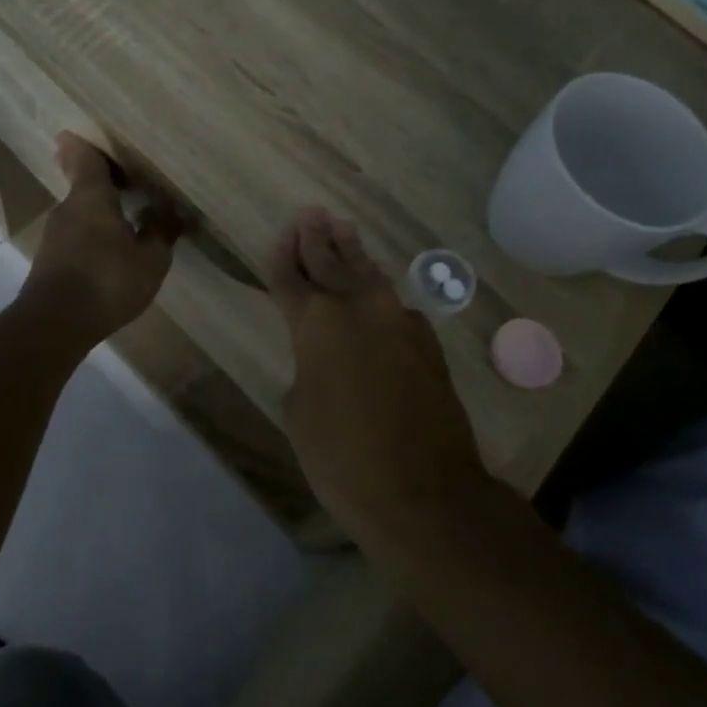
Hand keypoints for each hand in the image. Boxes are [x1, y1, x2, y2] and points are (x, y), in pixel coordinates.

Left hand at [18, 134, 181, 346]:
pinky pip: (75, 238)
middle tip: (125, 182)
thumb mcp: (150, 259)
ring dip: (99, 215)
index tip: (78, 134)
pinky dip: (91, 239)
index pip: (84, 158)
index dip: (83, 145)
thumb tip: (166, 211)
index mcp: (91, 197)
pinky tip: (110, 256)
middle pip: (83, 186)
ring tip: (126, 223)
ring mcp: (54, 237)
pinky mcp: (49, 262)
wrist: (54, 324)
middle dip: (101, 184)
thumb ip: (160, 232)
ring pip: (79, 215)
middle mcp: (67, 209)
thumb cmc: (107, 281)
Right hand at [266, 207, 486, 539]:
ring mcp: (398, 322)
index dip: (282, 258)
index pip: (291, 279)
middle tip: (310, 214)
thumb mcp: (300, 413)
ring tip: (343, 227)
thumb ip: (307, 370)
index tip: (279, 237)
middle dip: (316, 239)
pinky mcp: (426, 342)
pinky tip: (377, 286)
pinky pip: (394, 303)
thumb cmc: (343, 457)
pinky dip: (379, 289)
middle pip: (331, 262)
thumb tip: (323, 359)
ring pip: (368, 274)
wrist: (425, 493)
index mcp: (316, 324)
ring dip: (352, 252)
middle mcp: (358, 309)